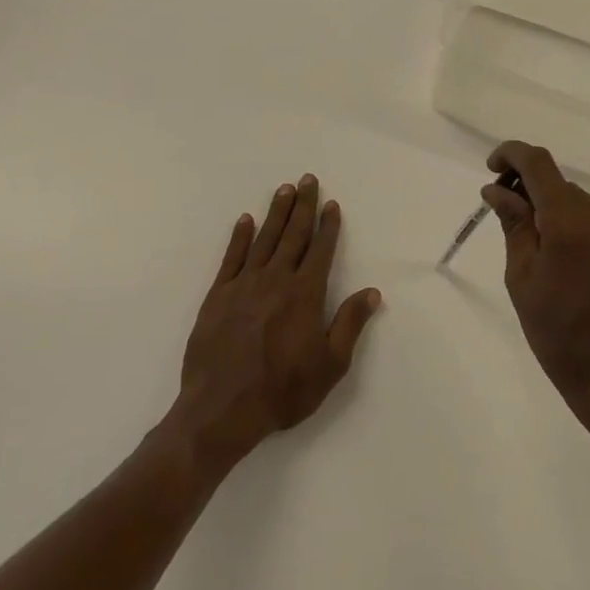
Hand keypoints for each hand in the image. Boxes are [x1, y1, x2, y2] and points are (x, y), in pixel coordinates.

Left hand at [171, 174, 380, 471]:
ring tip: (284, 190)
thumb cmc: (282, 391)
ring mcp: (243, 284)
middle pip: (293, 235)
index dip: (328, 226)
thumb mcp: (330, 365)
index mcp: (305, 294)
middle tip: (308, 180)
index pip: (320, 250)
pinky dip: (239, 237)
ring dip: (276, 213)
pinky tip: (245, 220)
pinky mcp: (217, 295)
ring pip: (264, 239)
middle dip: (303, 206)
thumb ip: (350, 324)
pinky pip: (231, 257)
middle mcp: (276, 280)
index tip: (332, 204)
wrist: (221, 409)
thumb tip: (372, 292)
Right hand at [484, 142, 589, 431]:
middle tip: (497, 214)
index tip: (489, 170)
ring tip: (521, 241)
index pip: (538, 163)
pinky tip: (547, 252)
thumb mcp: (522, 278)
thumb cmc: (558, 333)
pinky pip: (585, 217)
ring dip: (542, 205)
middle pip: (554, 181)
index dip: (510, 154)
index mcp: (570, 220)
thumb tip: (497, 190)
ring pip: (569, 198)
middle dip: (523, 186)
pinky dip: (561, 220)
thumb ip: (513, 225)